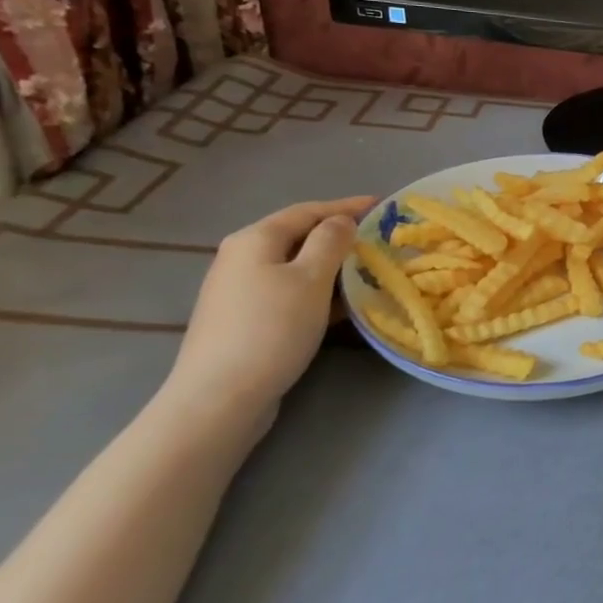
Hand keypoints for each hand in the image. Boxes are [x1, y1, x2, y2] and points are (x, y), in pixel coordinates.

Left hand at [164, 197, 376, 428]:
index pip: (308, 210)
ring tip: (366, 271)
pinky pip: (288, 291)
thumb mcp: (311, 279)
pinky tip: (340, 305)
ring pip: (295, 266)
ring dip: (330, 266)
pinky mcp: (243, 319)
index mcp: (255, 239)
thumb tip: (341, 222)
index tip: (382, 205)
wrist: (220, 397)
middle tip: (377, 239)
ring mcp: (238, 290)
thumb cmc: (272, 329)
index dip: (347, 206)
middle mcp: (241, 257)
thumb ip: (330, 242)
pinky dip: (317, 290)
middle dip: (339, 236)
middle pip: (298, 236)